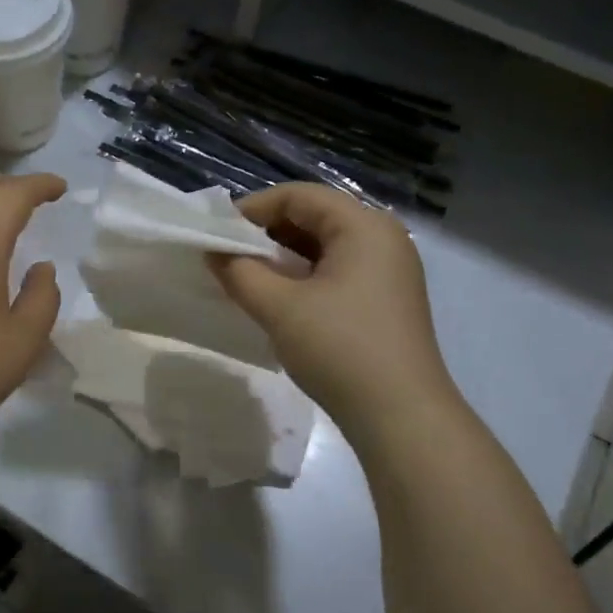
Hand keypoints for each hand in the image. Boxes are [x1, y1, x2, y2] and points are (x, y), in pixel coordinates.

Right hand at [210, 183, 451, 435]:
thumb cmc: (340, 349)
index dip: (252, 209)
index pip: (299, 196)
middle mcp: (383, 237)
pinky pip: (338, 271)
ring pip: (325, 246)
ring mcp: (389, 270)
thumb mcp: (280, 308)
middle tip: (227, 257)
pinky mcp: (386, 300)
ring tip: (246, 278)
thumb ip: (239, 272)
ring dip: (283, 257)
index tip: (215, 234)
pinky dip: (304, 277)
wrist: (400, 416)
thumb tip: (212, 252)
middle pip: (314, 217)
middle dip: (266, 233)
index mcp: (364, 225)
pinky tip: (279, 299)